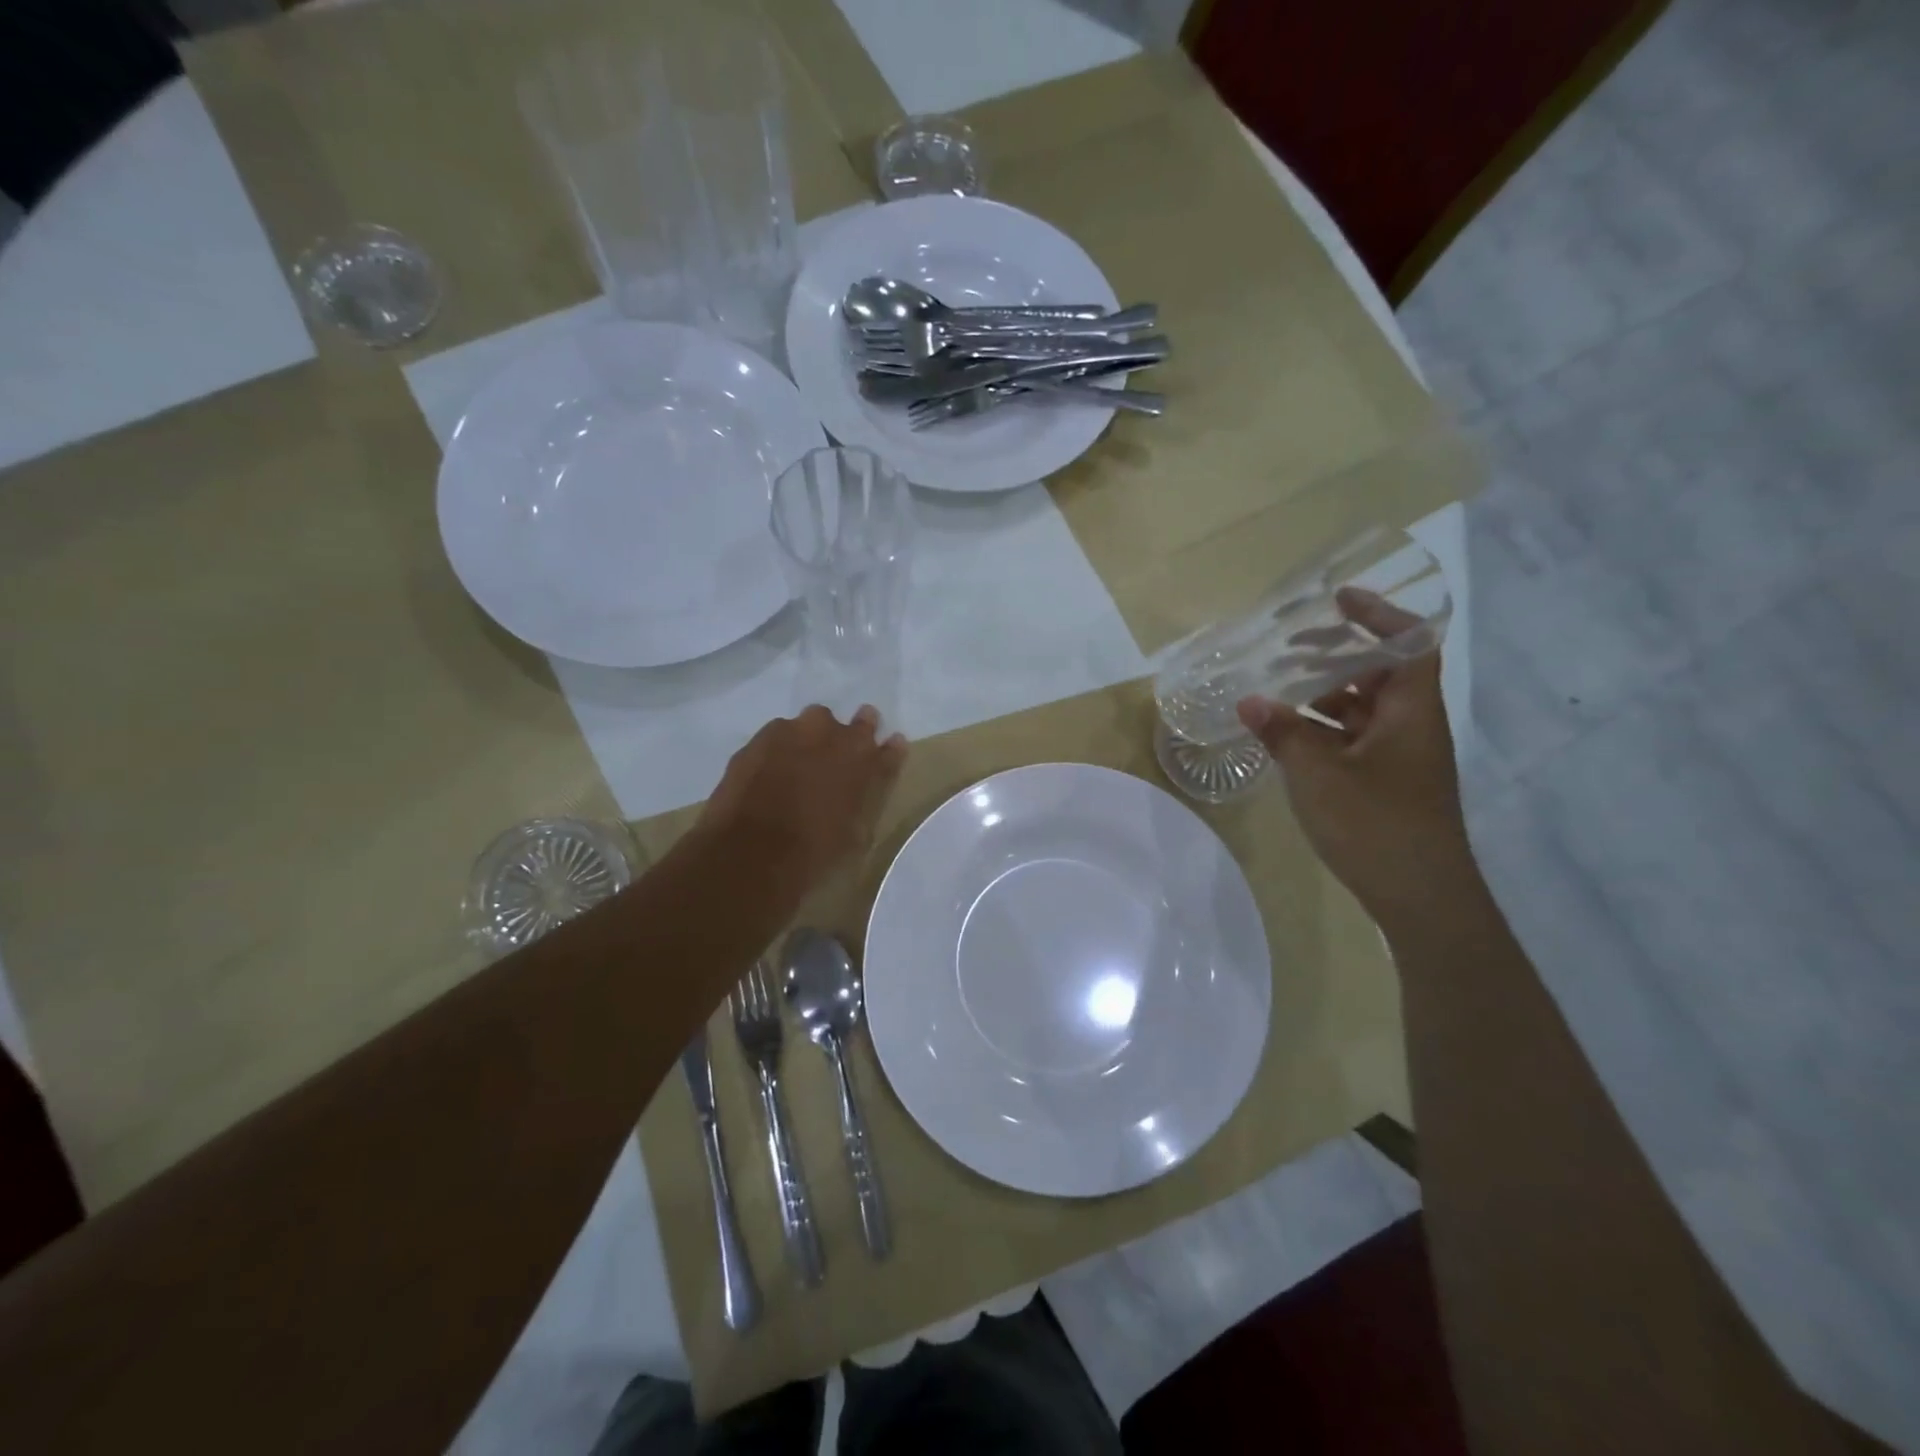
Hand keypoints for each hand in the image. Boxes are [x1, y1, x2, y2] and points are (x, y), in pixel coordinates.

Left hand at [697, 705, 907, 897]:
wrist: (752, 852)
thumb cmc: (814, 853)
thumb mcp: (856, 833)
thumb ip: (868, 798)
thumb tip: (869, 782)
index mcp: (865, 761)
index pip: (890, 748)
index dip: (890, 751)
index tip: (888, 750)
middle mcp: (835, 736)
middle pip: (857, 723)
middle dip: (854, 735)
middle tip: (841, 757)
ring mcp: (795, 731)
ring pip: (813, 721)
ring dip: (814, 737)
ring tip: (802, 763)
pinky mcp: (760, 738)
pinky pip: (779, 734)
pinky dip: (781, 747)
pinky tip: (771, 769)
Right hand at [1236, 588, 1476, 930]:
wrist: (1421, 898)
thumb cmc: (1376, 825)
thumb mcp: (1318, 775)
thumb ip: (1282, 733)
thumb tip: (1249, 700)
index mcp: (1411, 711)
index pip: (1409, 643)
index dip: (1378, 615)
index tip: (1338, 599)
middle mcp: (1412, 726)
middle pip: (1381, 673)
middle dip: (1338, 655)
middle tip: (1291, 646)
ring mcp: (1401, 758)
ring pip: (1364, 709)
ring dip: (1325, 695)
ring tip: (1278, 688)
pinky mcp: (1387, 784)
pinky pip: (1354, 740)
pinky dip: (1324, 730)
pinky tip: (1287, 736)